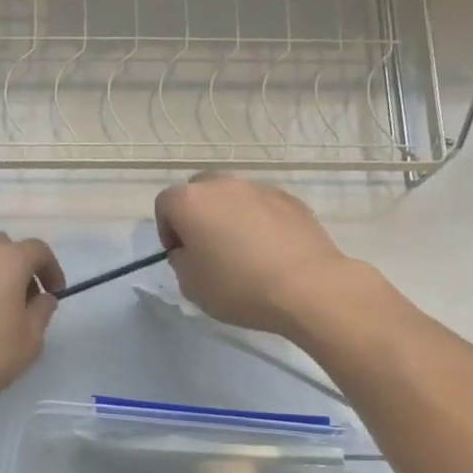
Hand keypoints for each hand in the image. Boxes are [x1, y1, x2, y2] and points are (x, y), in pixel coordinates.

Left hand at [0, 233, 64, 411]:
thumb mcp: (30, 339)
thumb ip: (42, 311)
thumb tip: (42, 297)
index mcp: (8, 260)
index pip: (38, 250)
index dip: (51, 269)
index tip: (54, 293)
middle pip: (5, 247)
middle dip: (20, 267)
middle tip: (26, 298)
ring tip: (0, 311)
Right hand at [154, 175, 372, 337]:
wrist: (307, 287)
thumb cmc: (238, 287)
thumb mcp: (191, 285)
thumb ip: (181, 260)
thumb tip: (191, 249)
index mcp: (191, 202)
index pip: (165, 204)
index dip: (167, 230)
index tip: (179, 254)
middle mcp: (223, 185)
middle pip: (199, 191)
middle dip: (197, 215)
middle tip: (207, 247)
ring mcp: (260, 188)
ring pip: (233, 196)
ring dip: (229, 215)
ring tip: (242, 249)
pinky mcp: (290, 199)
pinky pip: (262, 205)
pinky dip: (258, 220)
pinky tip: (269, 250)